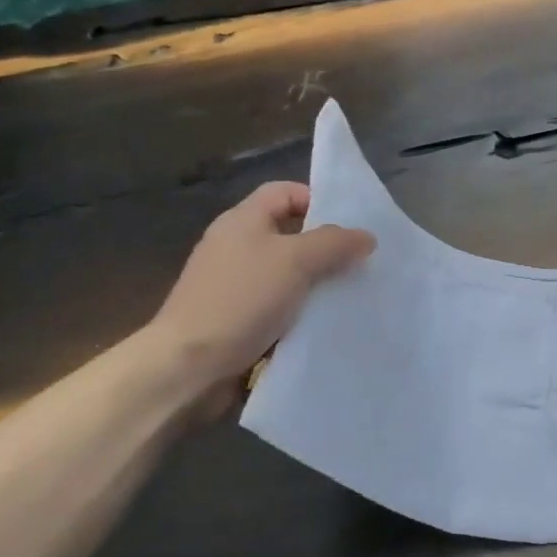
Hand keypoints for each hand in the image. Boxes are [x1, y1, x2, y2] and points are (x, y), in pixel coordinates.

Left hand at [145, 182, 373, 393]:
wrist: (190, 363)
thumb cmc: (242, 299)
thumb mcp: (295, 260)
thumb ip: (334, 243)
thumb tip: (366, 236)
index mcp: (243, 220)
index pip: (284, 192)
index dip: (317, 200)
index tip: (350, 227)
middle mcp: (236, 246)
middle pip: (289, 234)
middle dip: (325, 247)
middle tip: (360, 264)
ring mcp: (234, 284)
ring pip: (287, 274)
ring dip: (316, 283)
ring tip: (350, 296)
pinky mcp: (236, 318)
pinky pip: (278, 306)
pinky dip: (300, 311)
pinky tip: (323, 324)